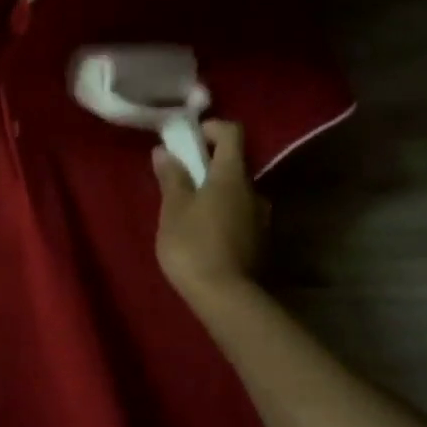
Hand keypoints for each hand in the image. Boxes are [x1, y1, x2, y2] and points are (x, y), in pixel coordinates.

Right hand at [153, 119, 268, 309]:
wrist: (226, 298)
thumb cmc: (193, 246)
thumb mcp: (173, 210)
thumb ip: (172, 178)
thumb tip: (164, 151)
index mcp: (232, 176)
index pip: (232, 133)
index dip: (211, 128)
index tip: (190, 138)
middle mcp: (254, 191)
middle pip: (234, 166)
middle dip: (208, 167)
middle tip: (181, 183)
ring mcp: (262, 219)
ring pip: (237, 194)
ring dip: (217, 195)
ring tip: (190, 215)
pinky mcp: (261, 243)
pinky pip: (241, 218)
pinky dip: (224, 217)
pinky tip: (205, 238)